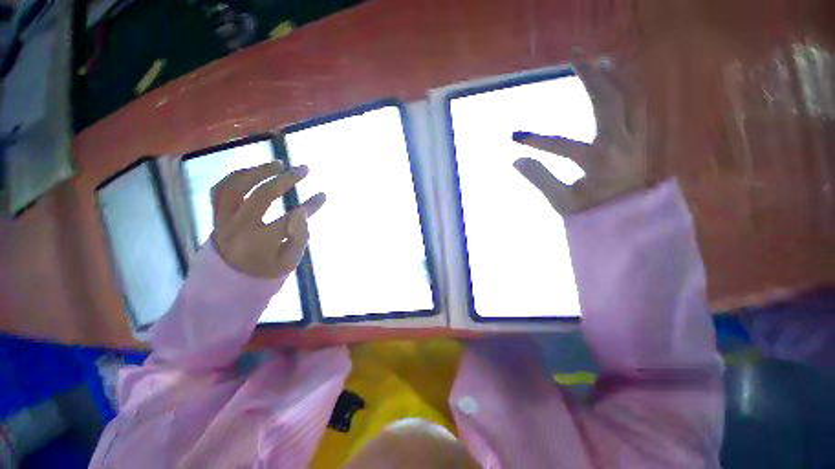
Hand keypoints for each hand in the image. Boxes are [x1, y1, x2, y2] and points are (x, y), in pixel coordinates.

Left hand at [211, 161, 325, 278]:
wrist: (228, 280)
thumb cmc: (265, 270)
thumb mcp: (289, 261)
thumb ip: (298, 237)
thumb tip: (302, 212)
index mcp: (259, 243)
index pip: (289, 219)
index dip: (310, 205)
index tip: (323, 195)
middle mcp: (238, 227)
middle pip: (263, 195)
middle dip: (287, 179)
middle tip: (305, 169)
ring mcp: (223, 219)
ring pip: (236, 186)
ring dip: (259, 171)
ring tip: (279, 163)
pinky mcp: (216, 214)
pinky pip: (221, 189)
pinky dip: (237, 176)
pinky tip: (255, 171)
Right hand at [513, 59, 649, 214]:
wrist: (631, 224)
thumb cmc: (594, 214)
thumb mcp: (561, 201)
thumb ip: (539, 178)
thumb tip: (516, 160)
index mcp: (598, 162)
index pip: (561, 145)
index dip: (536, 141)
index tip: (515, 138)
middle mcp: (621, 144)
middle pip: (607, 101)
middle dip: (590, 76)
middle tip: (576, 55)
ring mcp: (637, 139)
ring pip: (631, 97)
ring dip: (616, 76)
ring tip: (602, 60)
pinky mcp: (644, 140)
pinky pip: (641, 107)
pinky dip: (632, 89)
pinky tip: (623, 81)